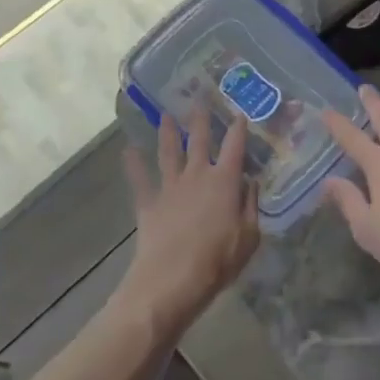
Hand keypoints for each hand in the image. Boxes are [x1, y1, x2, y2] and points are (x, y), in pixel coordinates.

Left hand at [120, 109, 259, 335]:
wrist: (171, 282)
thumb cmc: (217, 262)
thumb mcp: (249, 237)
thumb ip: (251, 206)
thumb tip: (250, 183)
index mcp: (225, 181)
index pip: (236, 147)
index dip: (239, 128)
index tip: (241, 112)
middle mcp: (198, 175)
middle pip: (200, 140)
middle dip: (200, 118)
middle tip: (198, 97)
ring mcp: (171, 186)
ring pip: (169, 151)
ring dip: (167, 131)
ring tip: (165, 114)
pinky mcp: (149, 202)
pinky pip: (140, 179)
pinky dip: (133, 163)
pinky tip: (128, 149)